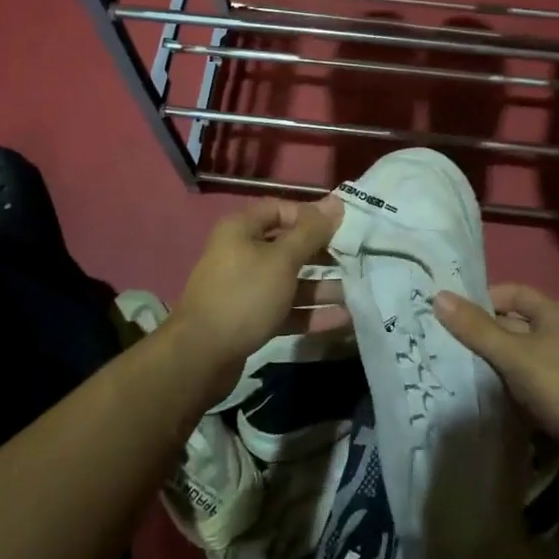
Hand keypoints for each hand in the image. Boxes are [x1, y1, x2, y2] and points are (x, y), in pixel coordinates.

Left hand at [167, 196, 343, 386]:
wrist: (201, 356)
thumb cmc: (244, 295)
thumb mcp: (282, 260)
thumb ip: (311, 232)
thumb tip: (335, 202)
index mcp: (242, 230)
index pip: (281, 210)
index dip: (311, 216)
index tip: (342, 227)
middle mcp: (241, 253)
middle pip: (289, 247)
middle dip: (323, 254)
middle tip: (356, 260)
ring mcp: (245, 288)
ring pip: (290, 281)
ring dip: (322, 287)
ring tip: (357, 292)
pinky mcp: (250, 319)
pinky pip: (286, 309)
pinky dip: (310, 312)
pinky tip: (342, 319)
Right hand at [434, 284, 558, 450]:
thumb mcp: (515, 355)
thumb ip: (476, 328)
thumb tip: (438, 296)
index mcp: (556, 312)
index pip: (512, 293)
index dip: (482, 300)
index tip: (451, 316)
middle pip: (515, 324)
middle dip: (483, 333)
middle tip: (446, 344)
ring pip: (521, 355)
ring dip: (495, 362)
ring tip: (458, 368)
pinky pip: (529, 380)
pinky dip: (510, 384)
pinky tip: (487, 395)